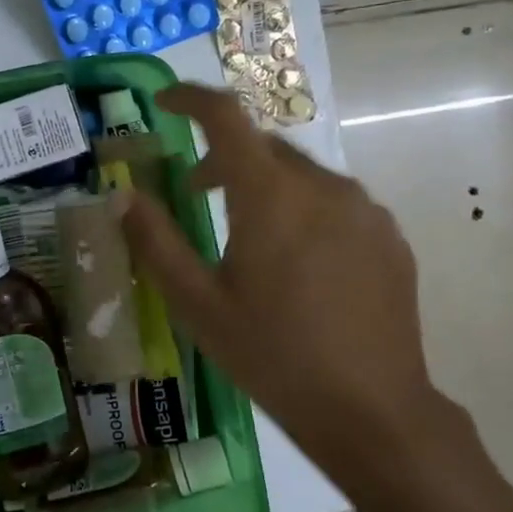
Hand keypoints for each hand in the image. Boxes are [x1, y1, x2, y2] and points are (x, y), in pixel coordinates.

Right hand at [117, 83, 471, 485]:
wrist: (372, 412)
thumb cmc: (272, 355)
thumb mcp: (198, 303)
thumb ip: (156, 240)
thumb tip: (123, 194)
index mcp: (270, 195)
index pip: (226, 117)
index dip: (190, 99)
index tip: (163, 103)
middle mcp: (323, 185)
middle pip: (263, 146)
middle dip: (223, 156)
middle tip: (195, 192)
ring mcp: (365, 209)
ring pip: (301, 173)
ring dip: (265, 184)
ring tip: (248, 234)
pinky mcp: (389, 236)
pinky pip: (336, 202)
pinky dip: (304, 209)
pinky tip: (299, 262)